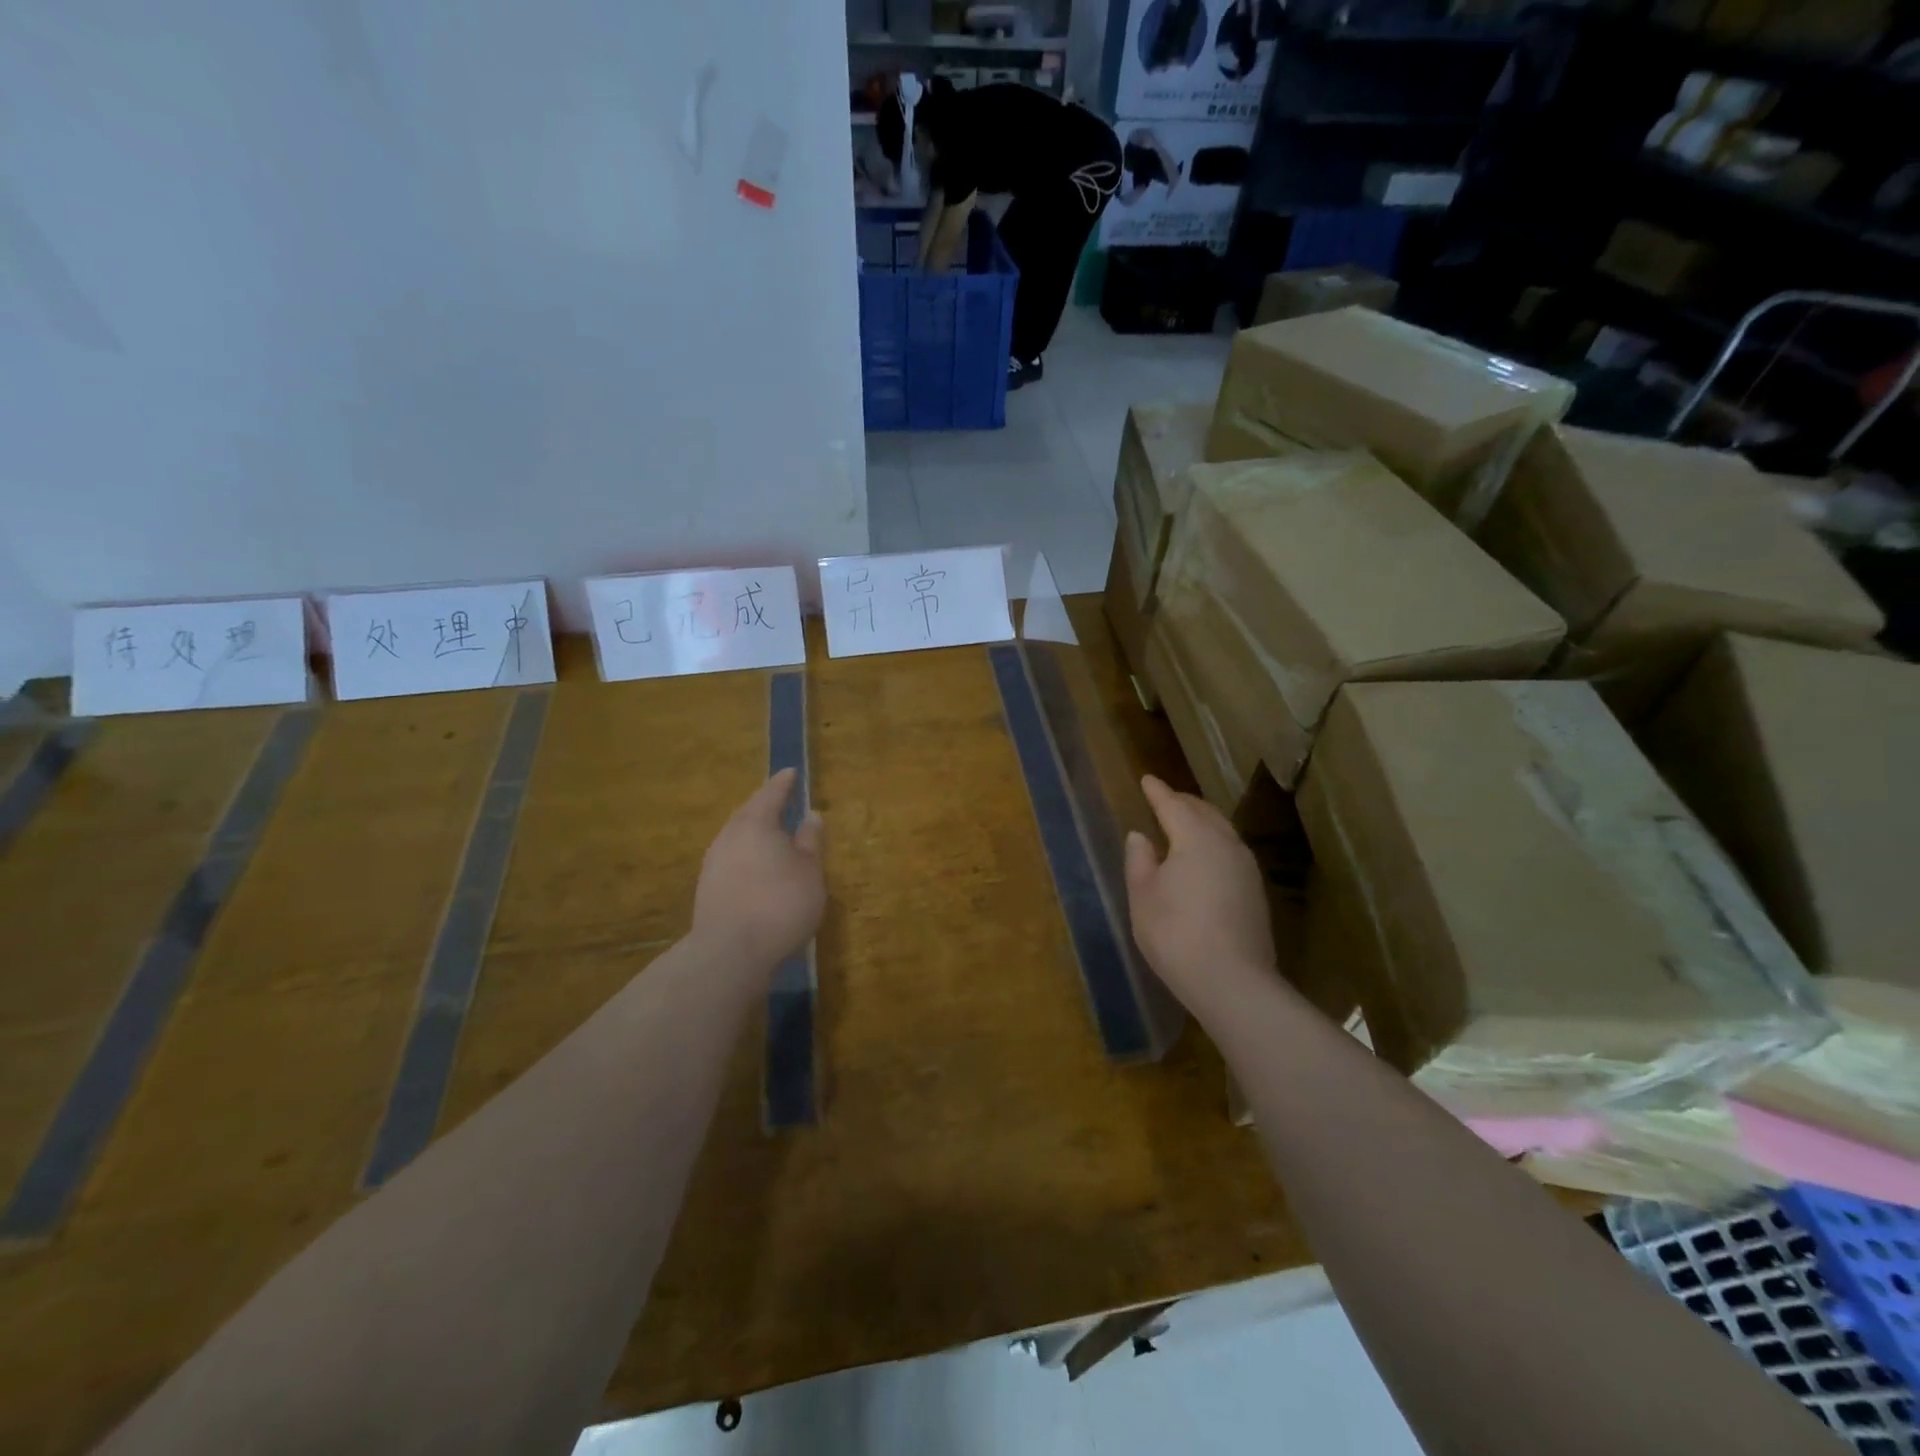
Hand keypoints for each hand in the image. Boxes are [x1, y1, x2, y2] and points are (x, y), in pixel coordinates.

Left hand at [691, 769, 824, 970]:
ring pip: (737, 836)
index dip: (784, 783)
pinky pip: (731, 857)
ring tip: (771, 833)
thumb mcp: (810, 871)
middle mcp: (729, 835)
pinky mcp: (707, 887)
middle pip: (749, 812)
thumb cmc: (780, 903)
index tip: (792, 772)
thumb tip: (812, 815)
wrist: (730, 952)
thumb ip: (810, 841)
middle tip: (780, 799)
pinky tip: (756, 866)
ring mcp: (714, 862)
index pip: (771, 793)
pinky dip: (747, 854)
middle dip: (765, 805)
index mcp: (756, 823)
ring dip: (754, 831)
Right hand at [1124, 775, 1273, 1016]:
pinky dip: (1213, 842)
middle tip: (1164, 798)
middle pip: (1204, 812)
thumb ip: (1139, 860)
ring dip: (1201, 821)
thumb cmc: (1176, 933)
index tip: (1147, 779)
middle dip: (1182, 802)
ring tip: (1183, 823)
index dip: (1157, 792)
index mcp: (1196, 838)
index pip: (1173, 805)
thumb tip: (1140, 835)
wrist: (1232, 982)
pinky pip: (1230, 850)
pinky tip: (1203, 857)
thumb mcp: (1143, 896)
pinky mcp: (1255, 892)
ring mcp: (1246, 868)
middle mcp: (1227, 844)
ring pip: (1222, 830)